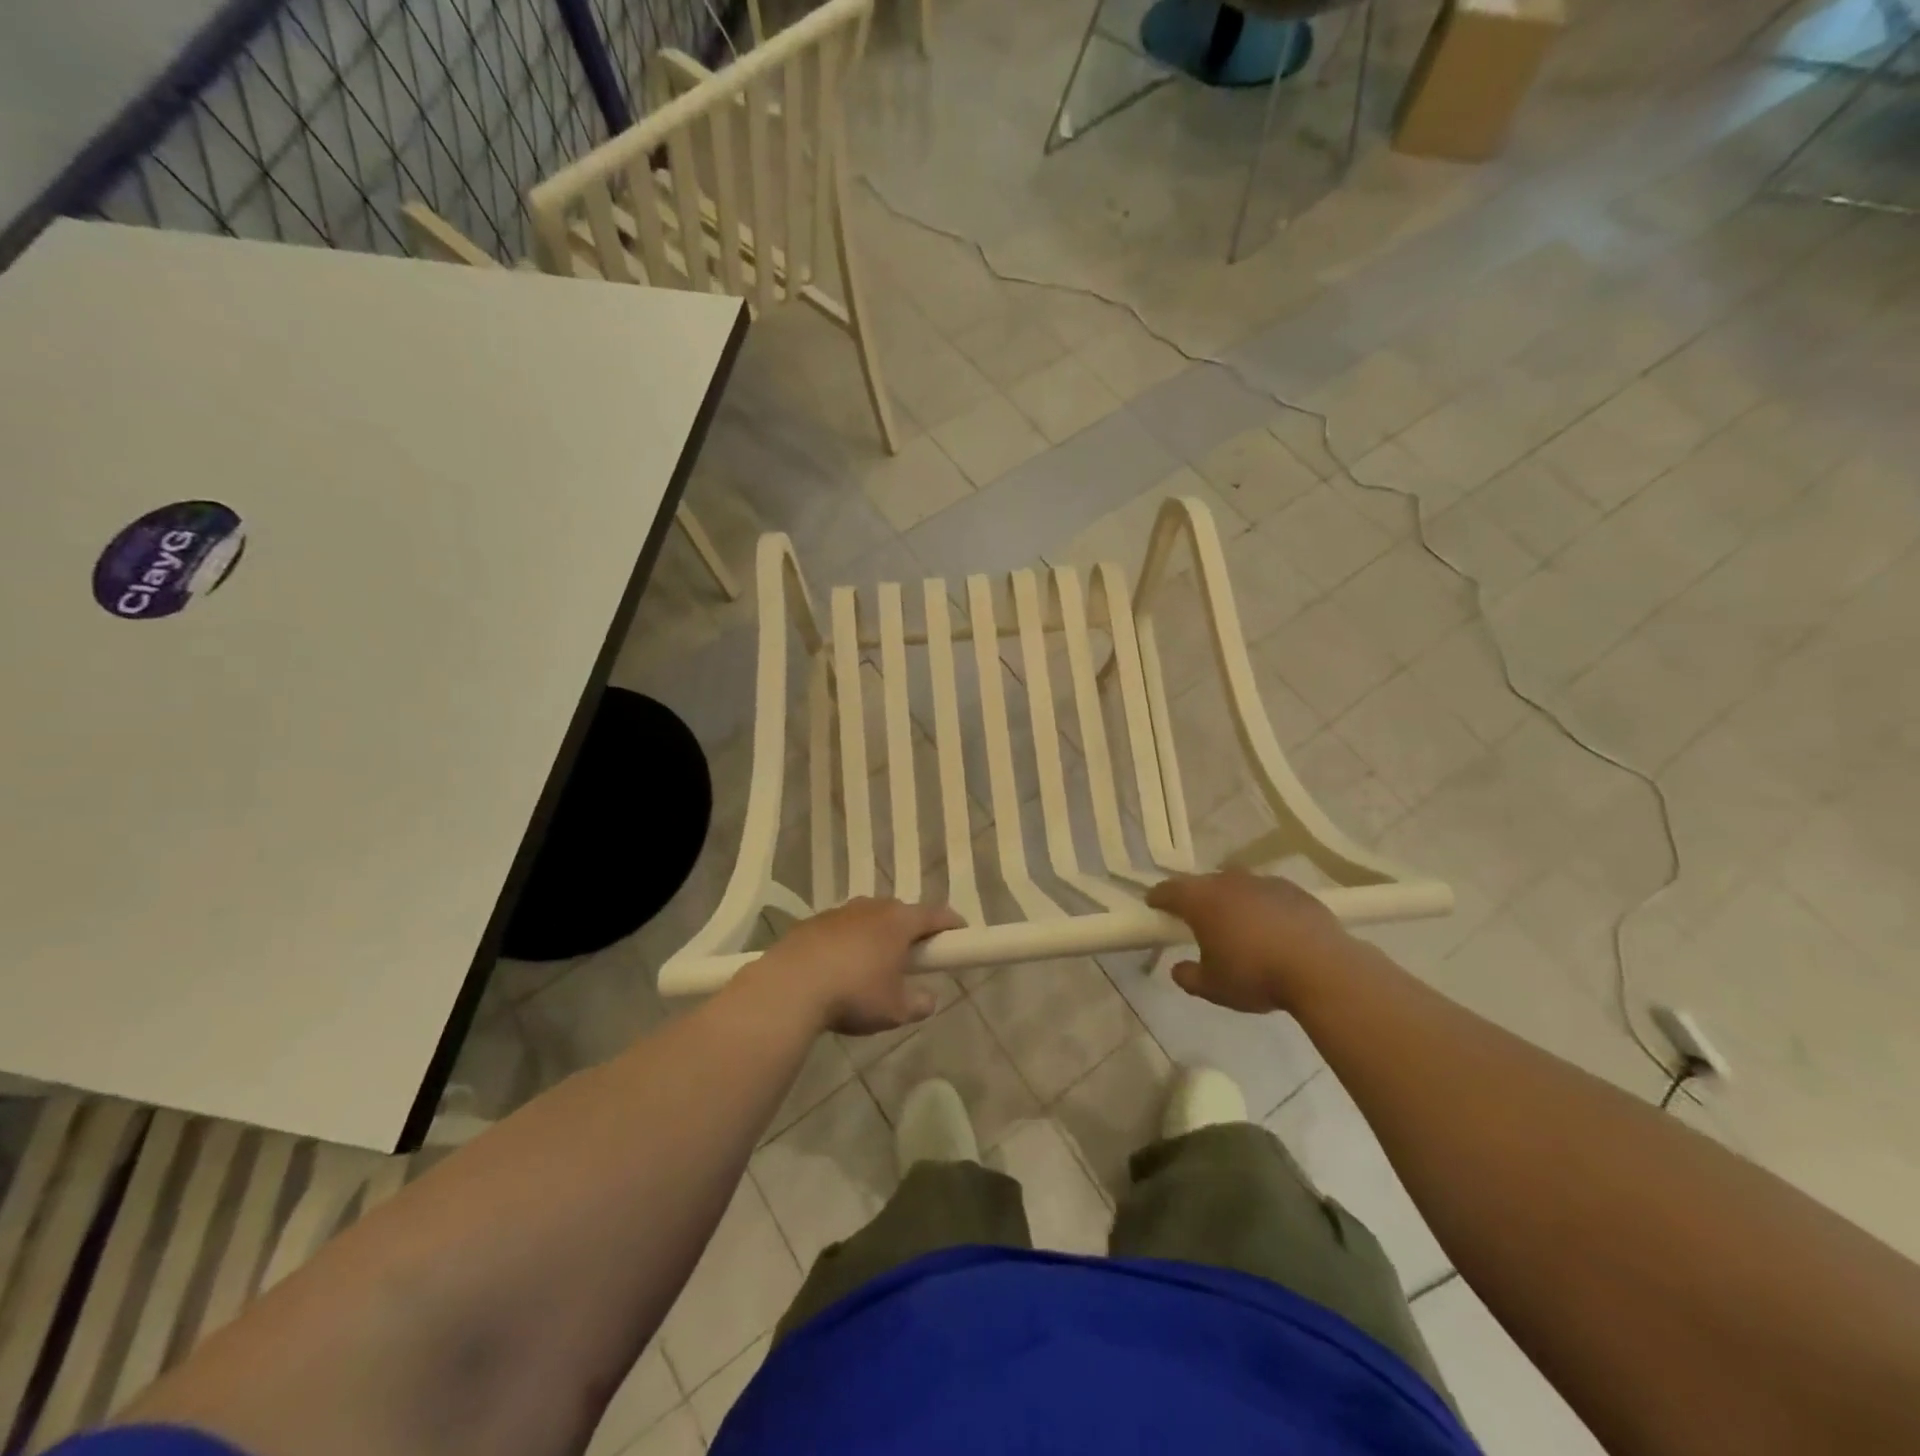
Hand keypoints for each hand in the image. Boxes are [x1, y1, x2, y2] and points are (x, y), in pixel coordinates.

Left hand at [745, 897, 963, 1034]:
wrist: (790, 987)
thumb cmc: (854, 994)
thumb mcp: (895, 1010)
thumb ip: (918, 1003)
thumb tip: (929, 999)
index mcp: (899, 922)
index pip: (935, 914)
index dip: (951, 923)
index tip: (960, 933)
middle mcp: (872, 908)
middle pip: (900, 912)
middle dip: (911, 929)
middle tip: (915, 954)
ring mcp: (840, 912)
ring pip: (868, 917)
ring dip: (876, 934)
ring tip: (874, 963)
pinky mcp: (812, 922)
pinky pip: (841, 928)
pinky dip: (848, 941)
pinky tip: (840, 967)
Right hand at [1147, 871, 1355, 1013]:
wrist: (1322, 969)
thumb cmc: (1256, 975)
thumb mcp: (1213, 987)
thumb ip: (1189, 977)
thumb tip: (1178, 969)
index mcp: (1202, 900)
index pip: (1169, 890)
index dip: (1158, 897)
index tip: (1153, 904)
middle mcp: (1229, 882)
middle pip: (1203, 883)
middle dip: (1196, 897)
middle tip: (1195, 918)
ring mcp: (1264, 882)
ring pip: (1237, 885)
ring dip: (1231, 899)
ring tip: (1236, 923)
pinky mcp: (1294, 890)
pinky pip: (1267, 894)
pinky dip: (1262, 906)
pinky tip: (1271, 927)